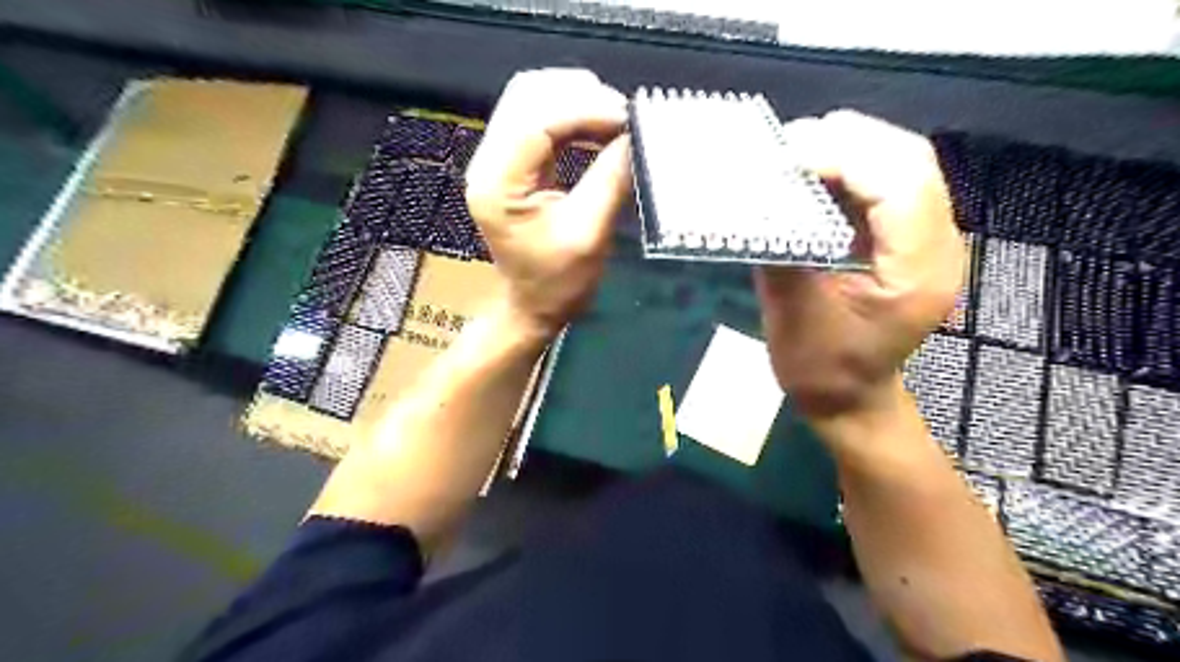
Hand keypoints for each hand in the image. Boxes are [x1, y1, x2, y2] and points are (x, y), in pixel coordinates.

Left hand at [464, 70, 635, 340]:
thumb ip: (611, 180)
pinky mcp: (509, 162)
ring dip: (575, 98)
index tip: (627, 117)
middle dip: (579, 95)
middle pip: (527, 96)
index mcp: (498, 185)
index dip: (584, 109)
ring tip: (614, 117)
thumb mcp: (590, 235)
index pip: (536, 121)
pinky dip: (569, 113)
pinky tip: (597, 125)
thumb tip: (635, 135)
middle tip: (623, 115)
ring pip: (530, 99)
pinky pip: (536, 117)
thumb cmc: (558, 282)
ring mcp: (495, 159)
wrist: (532, 305)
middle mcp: (487, 163)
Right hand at [756, 108, 966, 418]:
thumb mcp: (793, 316)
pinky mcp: (908, 238)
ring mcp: (928, 239)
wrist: (851, 399)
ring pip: (902, 164)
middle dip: (848, 140)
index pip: (900, 186)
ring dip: (849, 147)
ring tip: (796, 151)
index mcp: (917, 272)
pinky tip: (813, 171)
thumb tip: (758, 196)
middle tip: (787, 143)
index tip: (786, 156)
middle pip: (909, 161)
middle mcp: (938, 246)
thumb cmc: (822, 370)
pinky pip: (887, 183)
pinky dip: (849, 167)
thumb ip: (782, 251)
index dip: (844, 157)